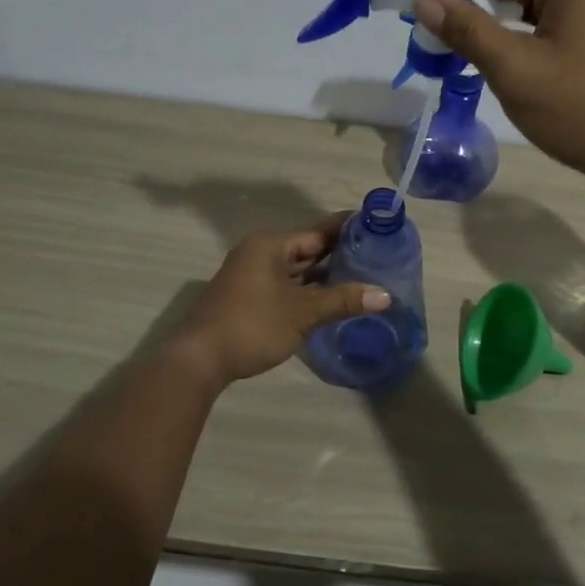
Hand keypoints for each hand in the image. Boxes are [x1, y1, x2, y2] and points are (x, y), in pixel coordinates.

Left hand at [169, 215, 389, 385]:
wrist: (199, 359)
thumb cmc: (252, 325)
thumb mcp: (302, 313)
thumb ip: (343, 300)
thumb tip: (385, 296)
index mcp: (270, 245)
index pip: (317, 231)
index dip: (347, 228)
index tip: (377, 225)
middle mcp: (261, 254)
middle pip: (307, 249)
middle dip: (339, 253)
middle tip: (378, 254)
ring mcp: (253, 276)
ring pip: (297, 270)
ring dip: (325, 275)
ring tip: (363, 275)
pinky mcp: (250, 298)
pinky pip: (287, 286)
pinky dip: (308, 290)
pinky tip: (332, 299)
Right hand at [413, 0, 584, 199]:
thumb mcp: (518, 70)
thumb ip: (467, 30)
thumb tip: (423, 1)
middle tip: (411, 5)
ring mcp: (582, 5)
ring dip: (474, 9)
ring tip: (431, 29)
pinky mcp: (580, 32)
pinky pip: (528, 18)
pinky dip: (497, 28)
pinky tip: (468, 47)